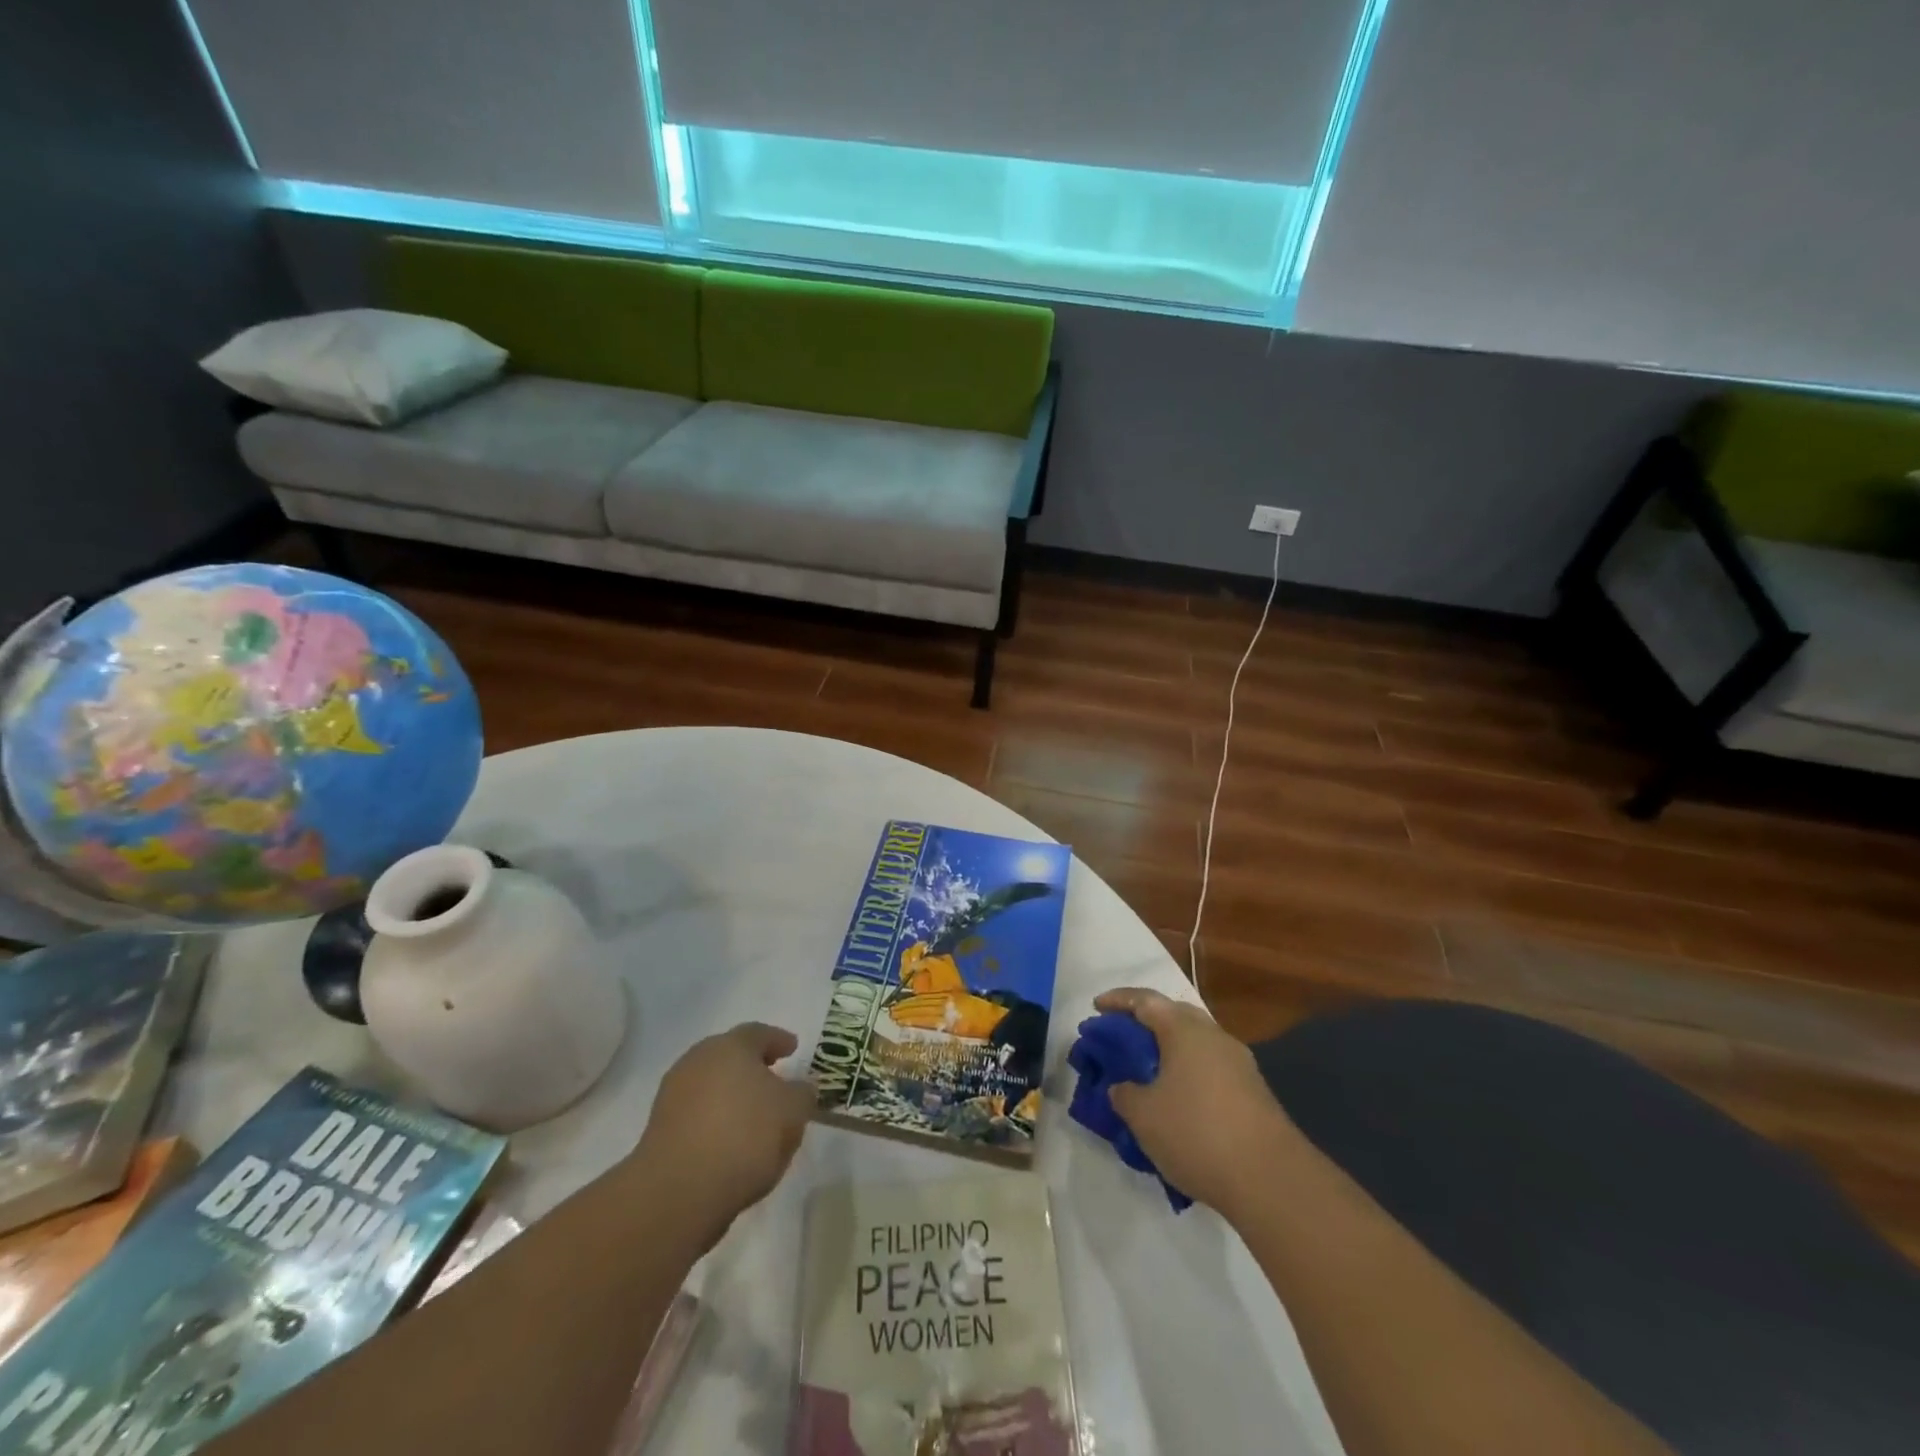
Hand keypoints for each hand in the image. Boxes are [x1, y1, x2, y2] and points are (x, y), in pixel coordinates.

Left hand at [633, 1022, 814, 1243]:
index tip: (792, 1048)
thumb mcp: (793, 1112)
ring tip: (753, 1116)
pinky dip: (714, 1120)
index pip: (758, 1033)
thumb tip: (799, 1088)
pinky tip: (730, 1141)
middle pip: (729, 1056)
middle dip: (752, 1066)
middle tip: (773, 1078)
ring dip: (731, 1095)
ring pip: (711, 1085)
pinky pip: (697, 1114)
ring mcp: (673, 1095)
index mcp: (731, 1046)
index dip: (778, 1040)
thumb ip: (802, 1093)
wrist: (679, 1191)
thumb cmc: (745, 1136)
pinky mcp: (659, 1130)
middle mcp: (698, 1060)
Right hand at [1093, 988, 1298, 1221]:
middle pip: (1174, 1016)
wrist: (1271, 1179)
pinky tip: (1178, 1101)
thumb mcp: (1143, 1115)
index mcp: (1184, 1029)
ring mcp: (1239, 1063)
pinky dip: (1188, 1074)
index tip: (1096, 1008)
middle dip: (1146, 1022)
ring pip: (1195, 1044)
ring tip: (1147, 1073)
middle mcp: (1214, 1036)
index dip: (1117, 1000)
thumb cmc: (1197, 1133)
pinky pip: (1210, 1069)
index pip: (1145, 1000)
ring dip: (1169, 1051)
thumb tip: (1123, 1088)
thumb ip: (1124, 1094)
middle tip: (1121, 1038)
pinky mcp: (1254, 1092)